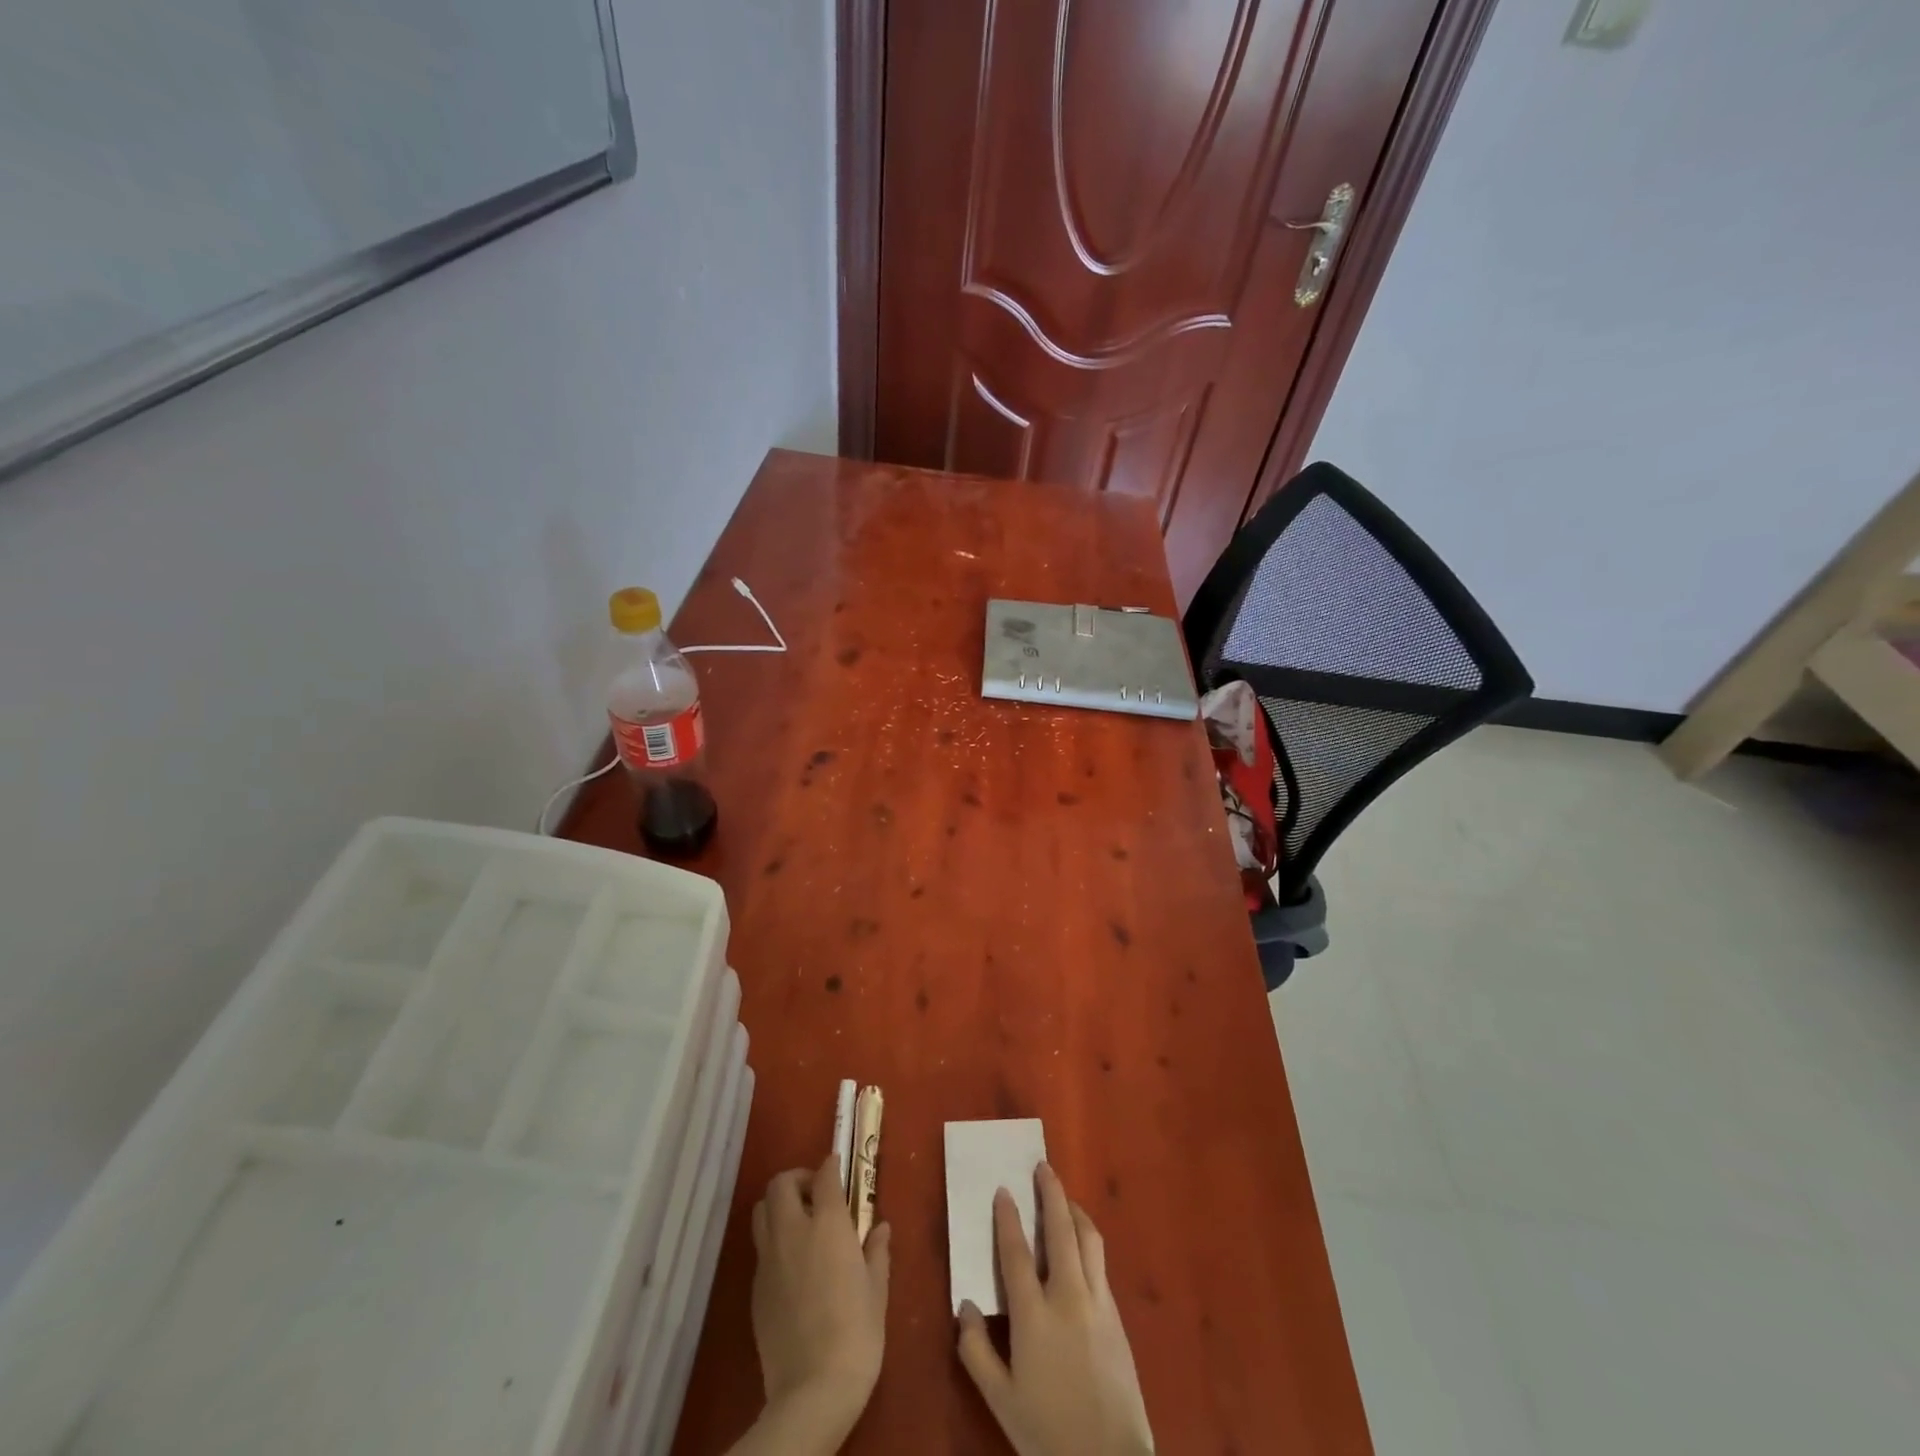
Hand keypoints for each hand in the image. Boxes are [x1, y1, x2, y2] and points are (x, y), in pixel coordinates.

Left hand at [746, 1152, 890, 1447]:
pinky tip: (792, 1263)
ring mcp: (769, 1260)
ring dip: (778, 1205)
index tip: (837, 1167)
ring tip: (800, 1222)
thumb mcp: (877, 1290)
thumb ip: (876, 1251)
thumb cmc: (856, 1333)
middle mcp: (793, 1232)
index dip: (830, 1166)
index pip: (823, 1176)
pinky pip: (760, 1247)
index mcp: (828, 1225)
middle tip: (816, 1194)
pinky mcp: (756, 1288)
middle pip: (781, 1184)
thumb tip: (880, 1227)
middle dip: (797, 1179)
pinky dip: (774, 1240)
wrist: (812, 1390)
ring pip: (762, 1210)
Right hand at [955, 1163, 1154, 1455]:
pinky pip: (1100, 1263)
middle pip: (1060, 1230)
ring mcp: (1098, 1303)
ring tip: (1064, 1198)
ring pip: (1088, 1239)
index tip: (1003, 1190)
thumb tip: (963, 1304)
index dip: (1007, 1219)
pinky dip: (1088, 1240)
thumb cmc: (1047, 1432)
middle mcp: (1068, 1297)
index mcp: (1034, 1316)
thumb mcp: (1000, 1400)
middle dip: (1051, 1193)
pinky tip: (1082, 1244)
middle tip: (1043, 1167)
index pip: (1016, 1253)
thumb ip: (976, 1350)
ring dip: (1075, 1211)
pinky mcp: (1117, 1315)